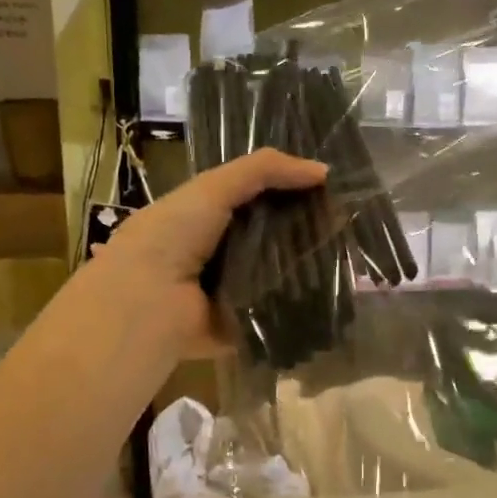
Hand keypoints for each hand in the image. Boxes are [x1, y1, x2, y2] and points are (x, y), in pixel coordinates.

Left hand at [89, 147, 327, 356]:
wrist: (148, 302)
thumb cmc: (173, 236)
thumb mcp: (213, 188)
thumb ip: (264, 170)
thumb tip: (323, 171)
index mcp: (201, 220)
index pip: (253, 202)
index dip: (287, 193)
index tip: (329, 190)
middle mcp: (215, 256)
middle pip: (268, 239)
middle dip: (302, 232)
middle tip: (347, 225)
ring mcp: (229, 294)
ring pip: (276, 276)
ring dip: (305, 269)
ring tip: (348, 257)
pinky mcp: (241, 327)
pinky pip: (275, 312)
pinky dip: (298, 305)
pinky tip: (333, 294)